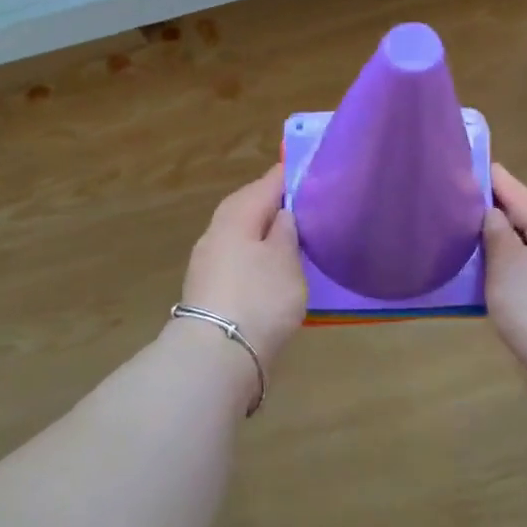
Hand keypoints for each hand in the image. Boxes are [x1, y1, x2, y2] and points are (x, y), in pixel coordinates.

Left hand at [179, 164, 307, 366]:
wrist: (218, 354)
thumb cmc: (259, 298)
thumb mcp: (285, 259)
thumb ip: (286, 230)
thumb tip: (282, 213)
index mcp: (236, 214)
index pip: (269, 182)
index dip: (293, 176)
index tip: (317, 172)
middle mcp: (217, 231)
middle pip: (250, 207)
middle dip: (278, 205)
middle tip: (311, 207)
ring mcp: (209, 262)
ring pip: (243, 235)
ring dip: (266, 234)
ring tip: (298, 239)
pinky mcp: (210, 289)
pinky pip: (240, 260)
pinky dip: (259, 259)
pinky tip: (275, 270)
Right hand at [482, 164, 526, 386]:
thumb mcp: (506, 263)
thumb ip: (496, 231)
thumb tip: (493, 213)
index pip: (517, 191)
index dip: (491, 178)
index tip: (467, 164)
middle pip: (526, 217)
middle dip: (495, 210)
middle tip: (458, 202)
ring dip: (500, 241)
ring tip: (465, 235)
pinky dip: (508, 266)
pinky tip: (486, 272)